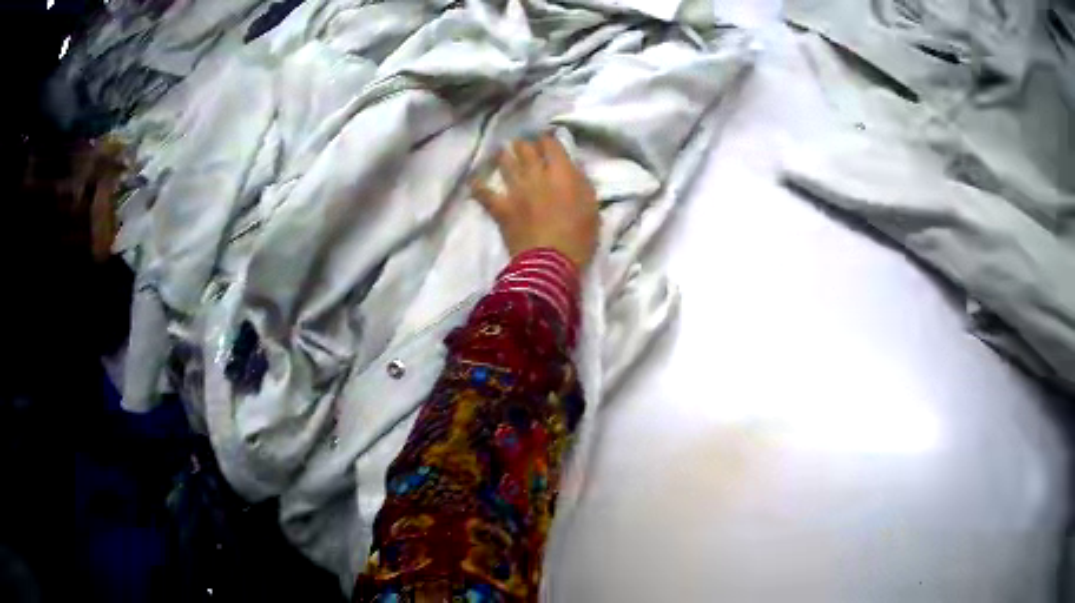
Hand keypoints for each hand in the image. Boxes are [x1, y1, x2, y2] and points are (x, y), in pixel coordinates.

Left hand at [472, 134, 598, 269]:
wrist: (551, 262)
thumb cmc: (579, 237)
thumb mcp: (592, 206)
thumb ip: (581, 183)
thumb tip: (571, 168)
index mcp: (561, 173)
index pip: (551, 144)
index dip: (548, 139)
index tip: (548, 140)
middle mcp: (536, 175)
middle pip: (526, 149)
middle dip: (525, 144)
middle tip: (525, 145)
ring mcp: (515, 191)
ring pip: (505, 163)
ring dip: (505, 156)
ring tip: (504, 152)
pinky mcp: (501, 208)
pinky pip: (484, 193)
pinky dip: (478, 186)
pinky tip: (474, 180)